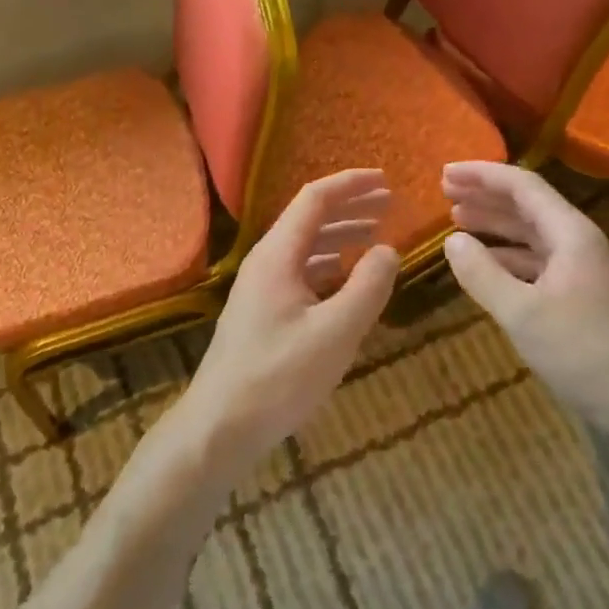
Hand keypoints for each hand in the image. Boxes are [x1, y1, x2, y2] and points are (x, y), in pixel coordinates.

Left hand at [171, 169, 399, 485]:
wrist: (219, 428)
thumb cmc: (279, 377)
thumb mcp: (335, 333)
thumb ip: (367, 287)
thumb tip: (388, 249)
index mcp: (277, 255)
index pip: (315, 199)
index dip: (351, 185)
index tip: (386, 181)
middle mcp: (265, 262)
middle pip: (309, 219)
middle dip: (350, 208)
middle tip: (389, 205)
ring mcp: (260, 289)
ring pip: (304, 247)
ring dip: (340, 237)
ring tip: (375, 237)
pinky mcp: (261, 313)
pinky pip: (299, 273)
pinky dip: (328, 266)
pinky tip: (346, 280)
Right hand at [441, 161, 608, 430]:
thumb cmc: (584, 351)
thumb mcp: (523, 314)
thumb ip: (483, 274)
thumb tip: (451, 240)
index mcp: (569, 233)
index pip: (522, 186)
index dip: (482, 175)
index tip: (445, 173)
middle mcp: (576, 242)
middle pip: (527, 205)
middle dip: (485, 195)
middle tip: (445, 191)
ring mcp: (580, 270)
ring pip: (531, 234)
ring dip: (495, 224)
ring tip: (457, 219)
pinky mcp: (579, 296)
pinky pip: (536, 262)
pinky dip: (507, 256)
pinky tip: (486, 262)